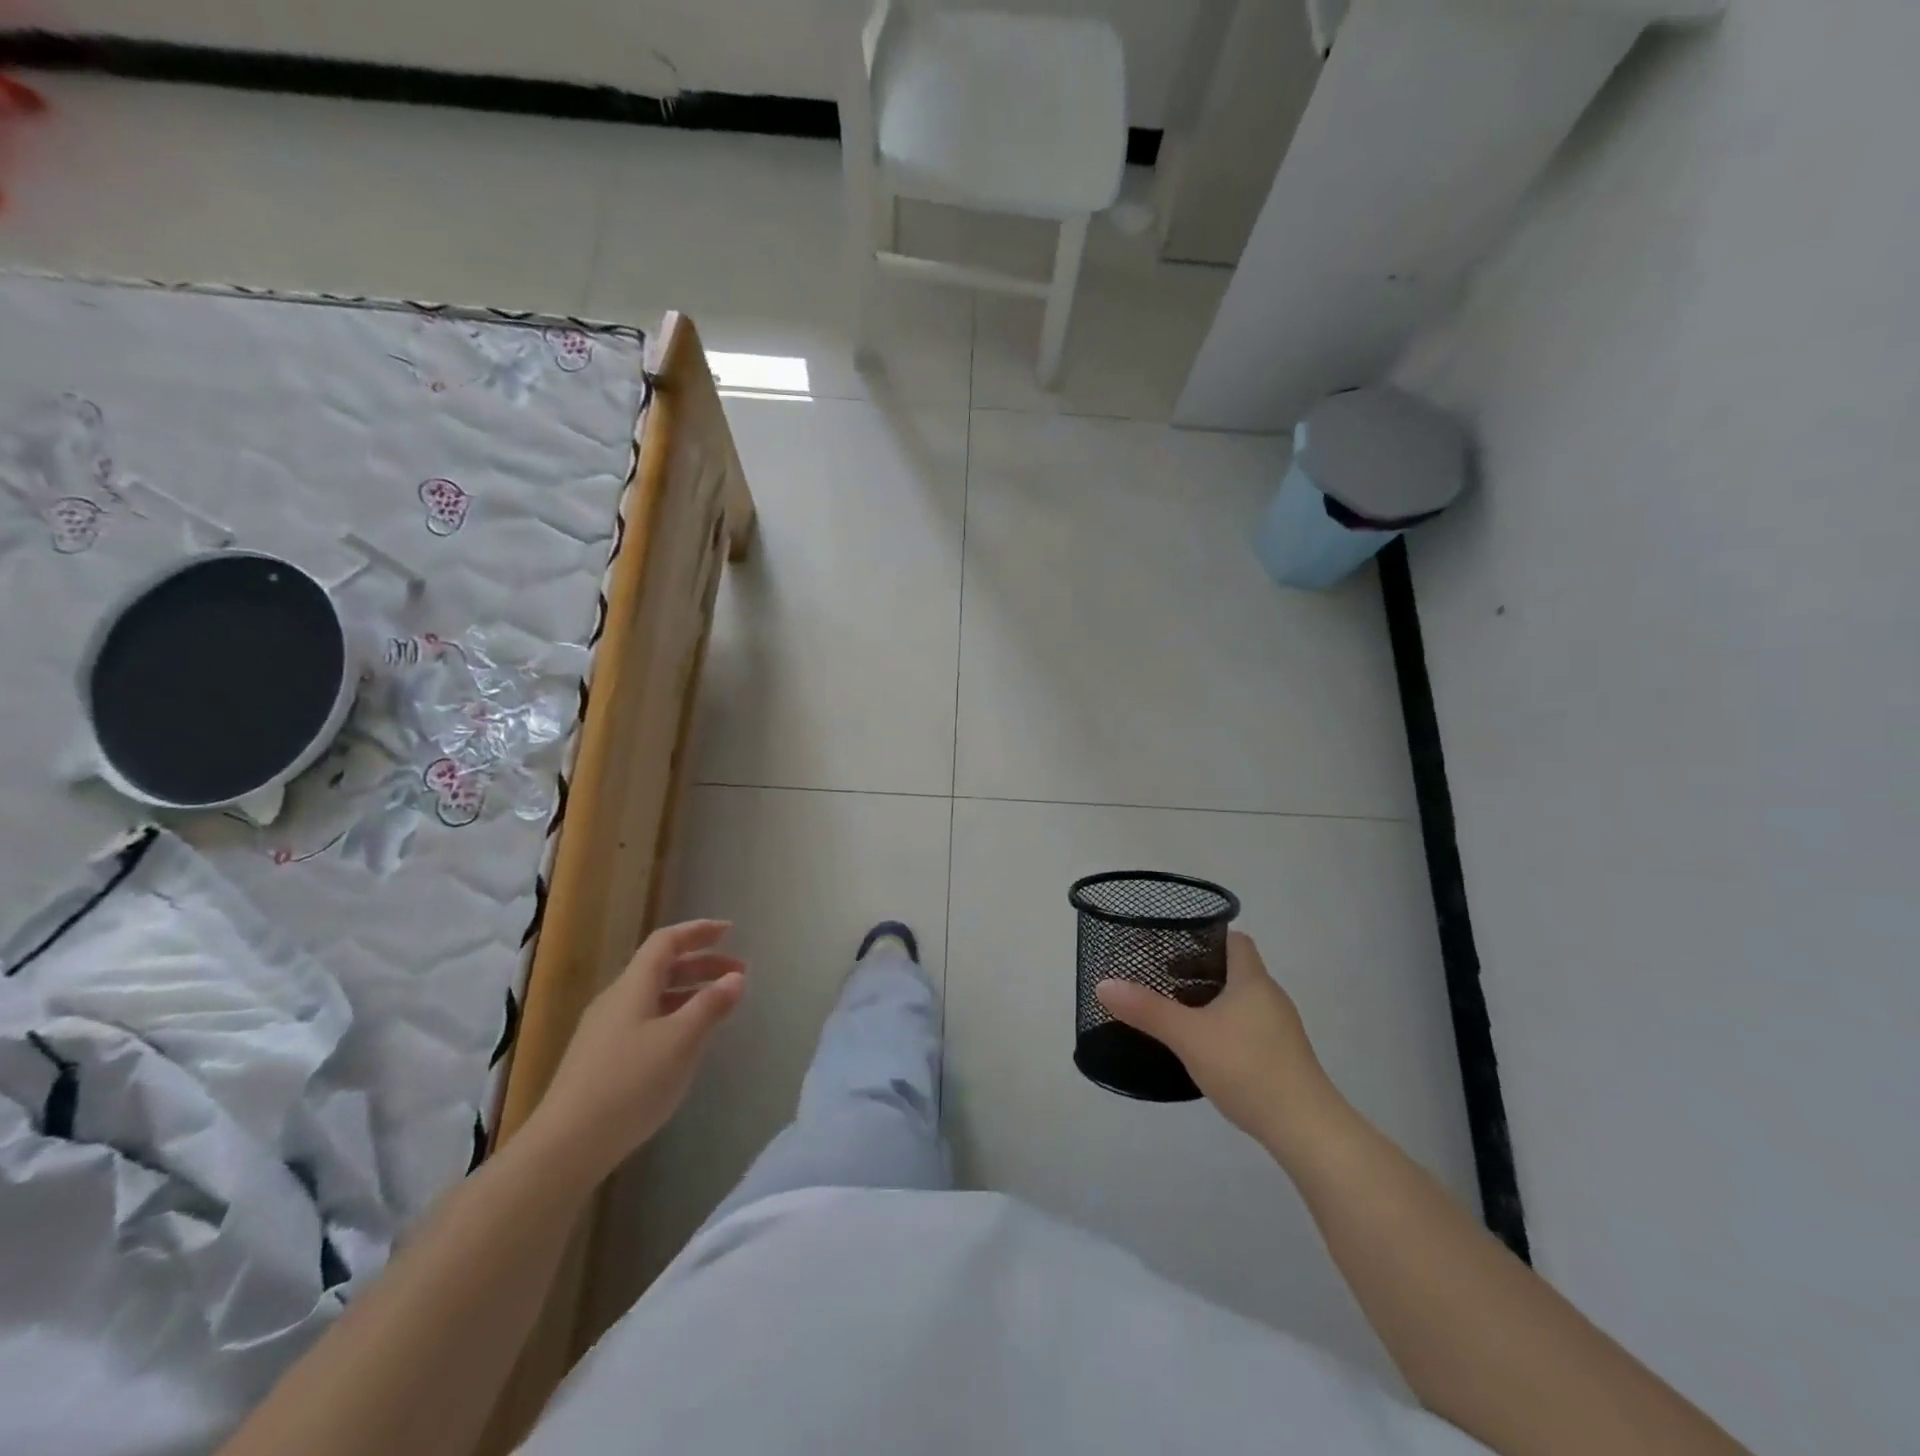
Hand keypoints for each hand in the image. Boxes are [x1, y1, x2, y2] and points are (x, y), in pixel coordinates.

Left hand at [536, 920, 745, 1174]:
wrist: (566, 1146)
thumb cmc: (630, 1083)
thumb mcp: (681, 1041)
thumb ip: (710, 1005)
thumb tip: (735, 977)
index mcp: (633, 986)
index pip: (666, 942)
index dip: (698, 931)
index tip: (730, 931)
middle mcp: (616, 1000)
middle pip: (661, 967)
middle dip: (701, 964)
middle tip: (738, 973)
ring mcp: (604, 1031)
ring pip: (653, 996)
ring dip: (689, 992)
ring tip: (718, 1007)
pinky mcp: (600, 1059)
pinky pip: (645, 1020)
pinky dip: (673, 1016)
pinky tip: (685, 1042)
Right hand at [1096, 931, 1345, 1156]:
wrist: (1306, 1128)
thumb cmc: (1247, 1067)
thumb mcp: (1188, 1036)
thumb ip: (1147, 1009)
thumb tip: (1103, 984)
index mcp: (1252, 981)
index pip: (1235, 941)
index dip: (1207, 936)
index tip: (1175, 944)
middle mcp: (1270, 997)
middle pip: (1235, 970)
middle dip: (1200, 971)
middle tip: (1164, 979)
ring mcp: (1280, 1029)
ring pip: (1241, 1001)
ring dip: (1211, 1001)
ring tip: (1177, 1012)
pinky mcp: (1283, 1057)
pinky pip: (1248, 1027)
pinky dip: (1224, 1027)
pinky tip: (1204, 1048)